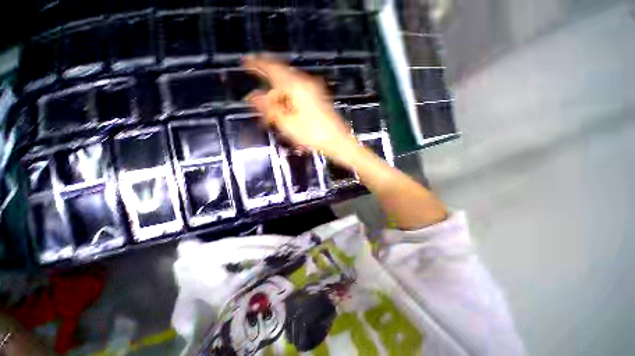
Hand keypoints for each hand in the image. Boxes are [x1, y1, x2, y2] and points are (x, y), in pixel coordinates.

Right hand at [243, 56, 357, 160]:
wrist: (338, 142)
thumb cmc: (313, 134)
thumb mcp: (287, 123)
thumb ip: (269, 108)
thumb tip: (253, 96)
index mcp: (296, 86)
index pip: (272, 68)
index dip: (257, 64)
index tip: (245, 62)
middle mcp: (305, 83)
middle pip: (281, 80)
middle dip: (269, 93)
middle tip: (262, 109)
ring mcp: (314, 91)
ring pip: (289, 90)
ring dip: (279, 101)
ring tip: (274, 118)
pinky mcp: (318, 99)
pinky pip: (298, 96)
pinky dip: (289, 104)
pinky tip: (287, 115)